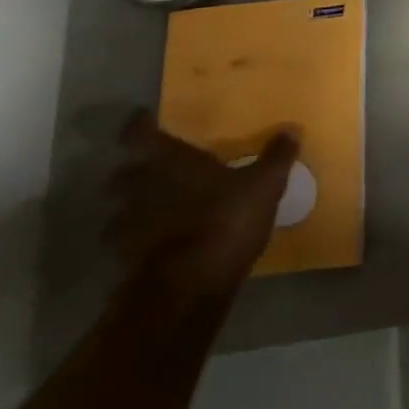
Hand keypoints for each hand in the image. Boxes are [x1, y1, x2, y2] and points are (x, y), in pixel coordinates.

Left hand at [108, 111, 297, 295]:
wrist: (189, 289)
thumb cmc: (225, 220)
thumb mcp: (264, 185)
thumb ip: (276, 157)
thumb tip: (291, 130)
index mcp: (171, 162)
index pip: (140, 135)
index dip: (138, 126)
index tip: (143, 120)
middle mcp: (141, 189)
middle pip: (121, 174)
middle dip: (130, 172)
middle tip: (149, 169)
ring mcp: (128, 229)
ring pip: (116, 212)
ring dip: (127, 210)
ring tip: (148, 210)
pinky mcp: (125, 264)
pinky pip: (124, 245)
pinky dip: (135, 242)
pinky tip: (154, 245)